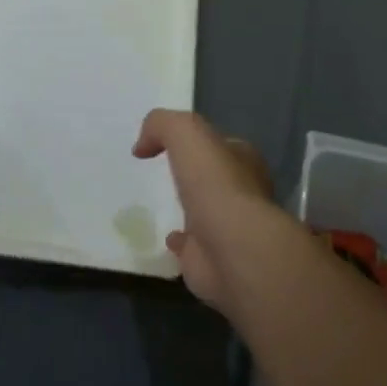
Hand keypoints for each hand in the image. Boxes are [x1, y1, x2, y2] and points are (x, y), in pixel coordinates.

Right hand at [133, 109, 287, 311]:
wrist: (231, 248)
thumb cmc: (214, 183)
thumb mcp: (186, 132)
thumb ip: (162, 125)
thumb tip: (143, 146)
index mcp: (244, 161)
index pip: (223, 146)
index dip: (201, 142)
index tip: (172, 144)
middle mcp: (243, 193)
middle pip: (216, 179)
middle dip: (197, 177)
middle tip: (168, 174)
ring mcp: (228, 229)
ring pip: (206, 213)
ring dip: (190, 210)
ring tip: (164, 206)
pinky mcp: (212, 260)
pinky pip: (192, 248)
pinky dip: (180, 244)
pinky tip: (167, 238)